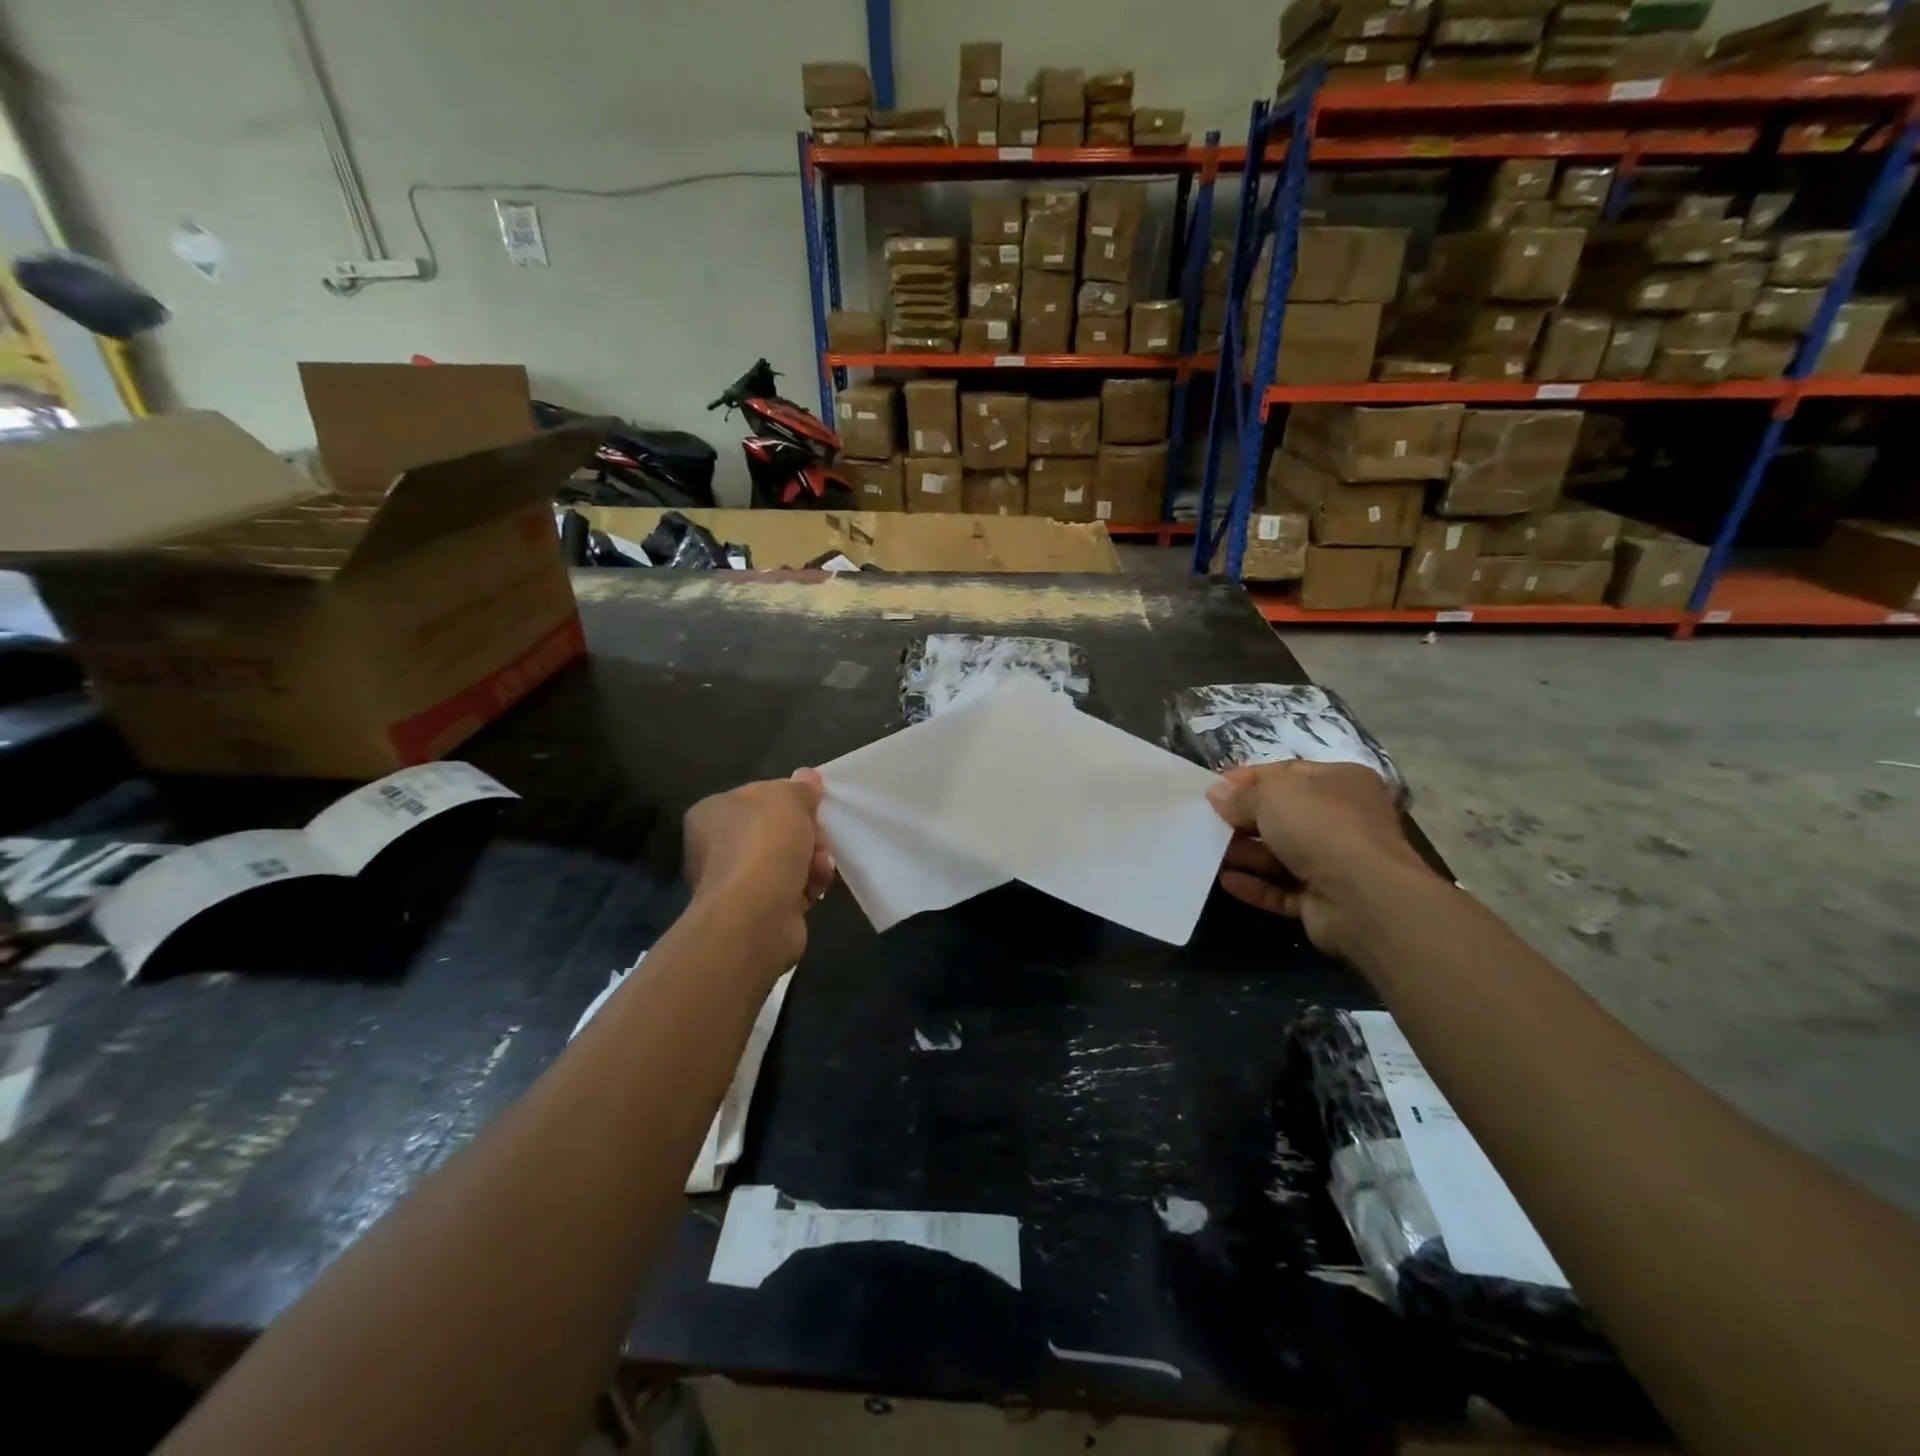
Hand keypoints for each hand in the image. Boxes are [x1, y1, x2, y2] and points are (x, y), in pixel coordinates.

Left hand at [684, 769, 834, 964]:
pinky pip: (789, 888)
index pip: (757, 796)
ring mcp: (734, 881)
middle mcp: (715, 846)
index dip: (790, 799)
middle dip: (806, 833)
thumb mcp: (787, 798)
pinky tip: (816, 888)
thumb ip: (800, 787)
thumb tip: (807, 777)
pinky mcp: (754, 910)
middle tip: (820, 841)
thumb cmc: (764, 844)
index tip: (813, 806)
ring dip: (812, 860)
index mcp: (711, 813)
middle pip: (775, 829)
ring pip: (786, 859)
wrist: (756, 915)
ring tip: (820, 869)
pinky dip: (806, 886)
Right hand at [1206, 761, 1434, 961]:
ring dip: (1245, 852)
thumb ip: (1242, 795)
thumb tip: (1217, 794)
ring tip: (1206, 850)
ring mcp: (1335, 862)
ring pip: (1280, 854)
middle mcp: (1342, 819)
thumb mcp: (1273, 795)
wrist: (1364, 897)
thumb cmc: (1321, 827)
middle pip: (1282, 815)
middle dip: (1243, 818)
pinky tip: (1225, 880)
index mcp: (1340, 782)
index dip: (1248, 779)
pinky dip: (1255, 885)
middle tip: (1205, 821)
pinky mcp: (1323, 900)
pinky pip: (1282, 889)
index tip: (1213, 787)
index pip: (1287, 773)